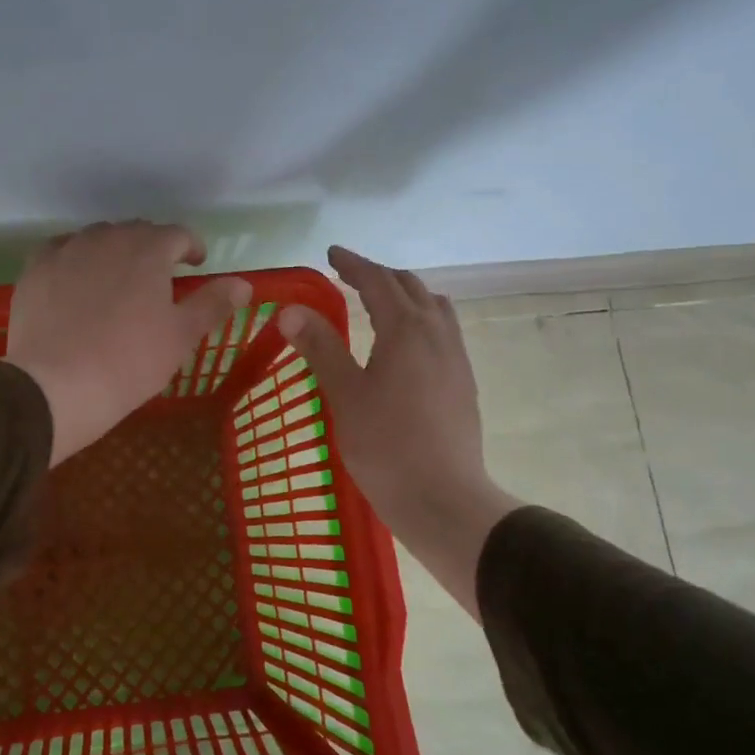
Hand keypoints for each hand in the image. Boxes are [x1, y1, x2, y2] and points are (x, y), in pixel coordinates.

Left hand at [7, 221, 252, 465]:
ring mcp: (67, 249)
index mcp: (149, 249)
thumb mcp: (181, 336)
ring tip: (117, 280)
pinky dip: (76, 260)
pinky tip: (77, 283)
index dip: (192, 247)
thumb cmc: (129, 362)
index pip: (178, 234)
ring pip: (98, 239)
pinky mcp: (36, 268)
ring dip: (115, 252)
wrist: (55, 385)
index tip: (196, 264)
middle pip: (137, 232)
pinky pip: (63, 251)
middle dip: (153, 249)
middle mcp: (107, 237)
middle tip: (159, 278)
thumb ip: (213, 303)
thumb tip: (244, 284)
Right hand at [277, 246, 518, 619]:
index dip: (353, 264)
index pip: (377, 281)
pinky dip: (421, 318)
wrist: (445, 499)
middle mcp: (437, 333)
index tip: (331, 254)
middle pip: (409, 287)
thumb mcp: (345, 395)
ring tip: (380, 302)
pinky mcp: (463, 381)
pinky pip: (443, 330)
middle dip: (378, 275)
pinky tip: (406, 344)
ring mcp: (456, 357)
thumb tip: (291, 310)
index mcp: (406, 329)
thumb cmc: (387, 446)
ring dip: (405, 294)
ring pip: (433, 307)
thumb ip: (320, 347)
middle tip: (348, 275)